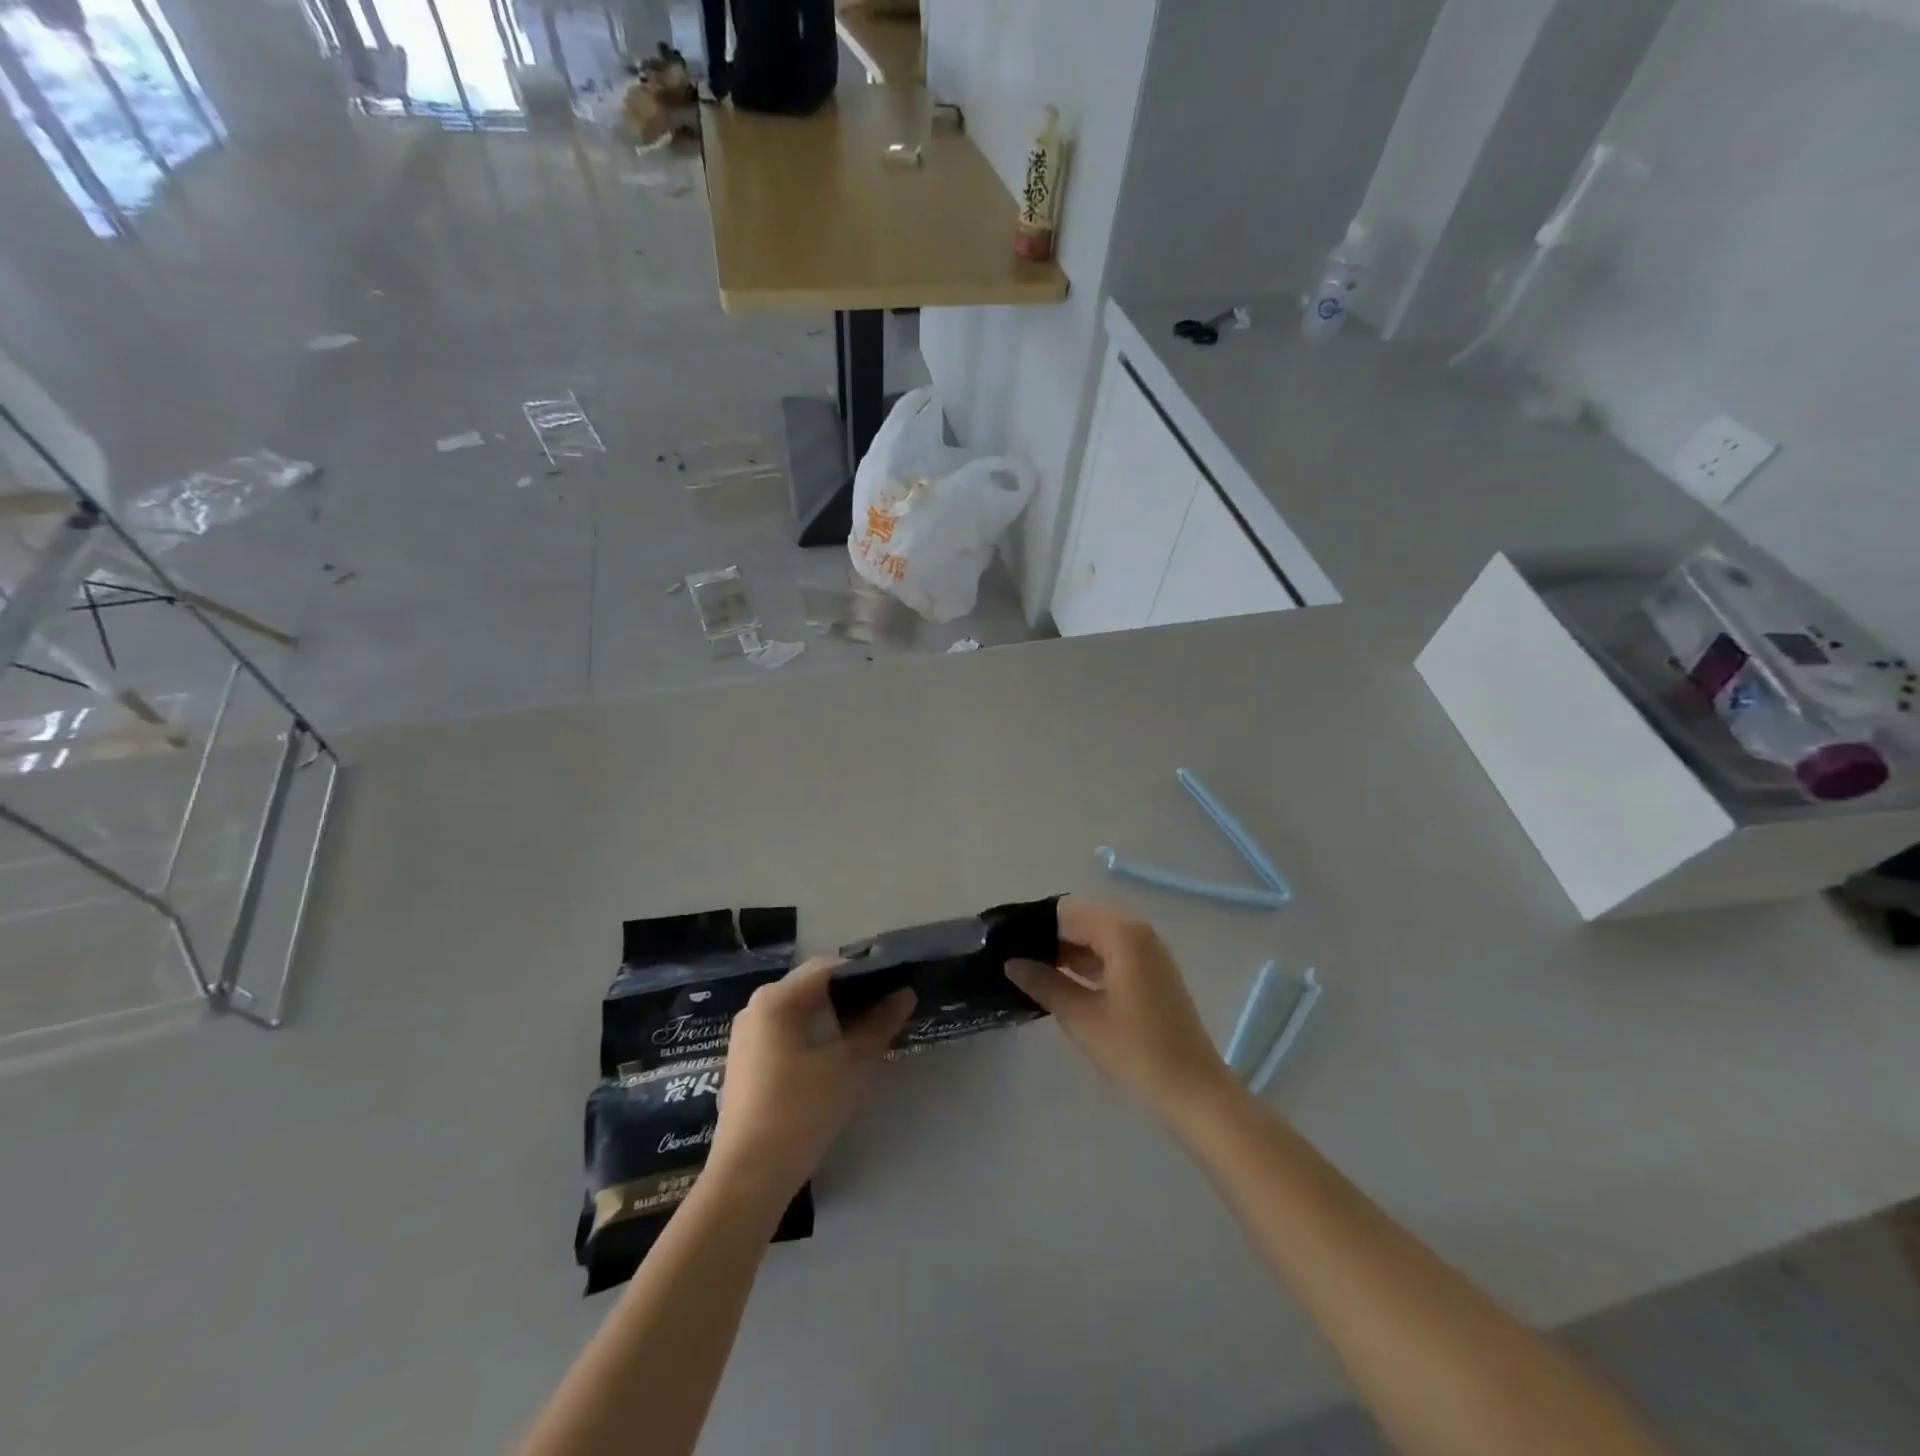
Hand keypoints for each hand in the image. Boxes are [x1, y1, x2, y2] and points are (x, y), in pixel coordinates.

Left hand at [707, 958, 914, 1205]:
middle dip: (852, 996)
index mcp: (776, 998)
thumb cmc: (799, 1111)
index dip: (866, 973)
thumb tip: (906, 993)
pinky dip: (815, 1036)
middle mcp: (756, 1007)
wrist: (747, 1180)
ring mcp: (748, 1036)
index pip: (829, 967)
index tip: (897, 986)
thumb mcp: (848, 1065)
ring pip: (801, 1012)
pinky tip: (838, 1057)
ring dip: (835, 1018)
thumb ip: (879, 1024)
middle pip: (814, 987)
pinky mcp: (747, 1062)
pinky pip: (788, 1033)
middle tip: (889, 1012)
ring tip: (870, 1034)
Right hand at [1007, 898, 1237, 1119]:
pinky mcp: (1152, 970)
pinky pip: (1111, 951)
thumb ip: (1044, 983)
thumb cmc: (1135, 1050)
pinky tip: (1059, 980)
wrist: (1193, 1090)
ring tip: (1027, 968)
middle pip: (1081, 920)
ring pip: (1096, 936)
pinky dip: (1086, 961)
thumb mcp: (1081, 1017)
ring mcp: (1148, 950)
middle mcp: (1137, 930)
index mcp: (1121, 933)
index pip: (1066, 913)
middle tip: (1011, 956)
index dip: (1033, 925)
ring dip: (1066, 949)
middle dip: (1048, 936)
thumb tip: (1012, 963)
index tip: (1003, 941)